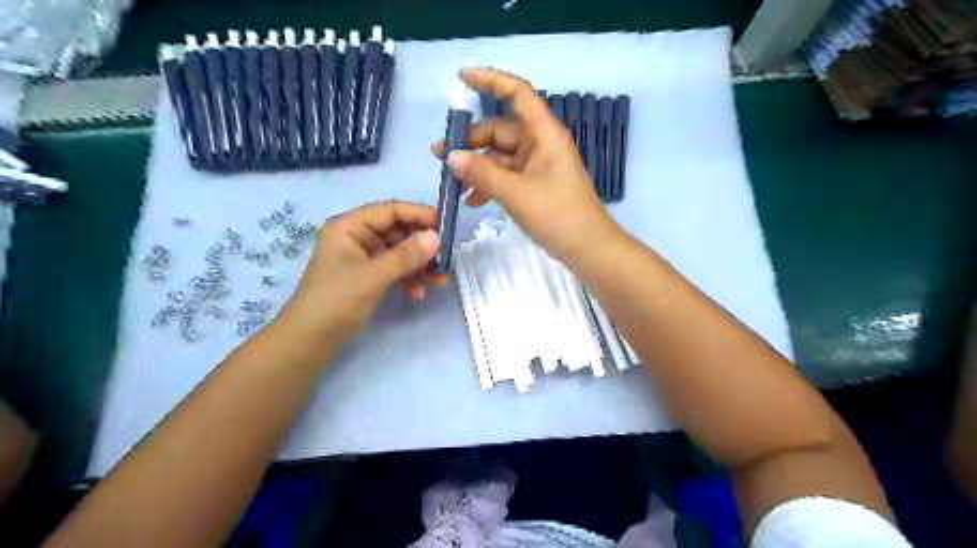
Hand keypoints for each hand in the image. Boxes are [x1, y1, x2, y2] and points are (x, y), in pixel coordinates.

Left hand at [276, 200, 440, 345]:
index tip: (447, 228)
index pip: (391, 211)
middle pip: (399, 231)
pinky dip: (409, 279)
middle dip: (423, 246)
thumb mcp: (372, 276)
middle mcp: (358, 236)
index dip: (420, 216)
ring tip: (438, 282)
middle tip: (446, 260)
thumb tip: (437, 237)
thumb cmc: (335, 301)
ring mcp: (364, 257)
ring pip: (400, 252)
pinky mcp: (369, 276)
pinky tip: (418, 294)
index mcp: (350, 226)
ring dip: (420, 265)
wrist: (309, 341)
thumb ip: (405, 256)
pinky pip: (395, 269)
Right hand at [433, 67, 615, 261]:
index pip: (518, 93)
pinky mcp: (534, 184)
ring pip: (499, 156)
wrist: (587, 248)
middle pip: (500, 131)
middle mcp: (540, 144)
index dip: (490, 80)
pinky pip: (506, 176)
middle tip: (440, 157)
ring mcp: (537, 165)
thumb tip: (451, 157)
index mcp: (544, 134)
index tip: (461, 79)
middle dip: (470, 142)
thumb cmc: (558, 215)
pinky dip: (488, 184)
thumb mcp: (516, 193)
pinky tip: (471, 200)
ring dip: (476, 168)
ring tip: (451, 184)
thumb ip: (482, 173)